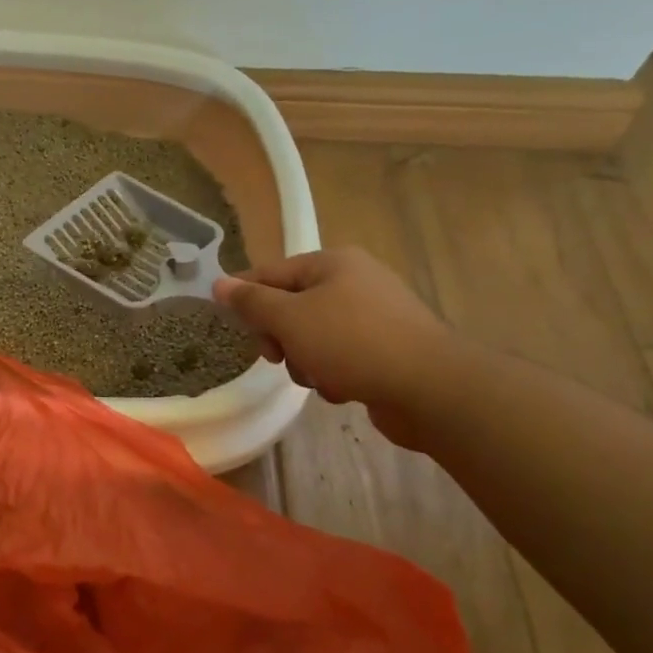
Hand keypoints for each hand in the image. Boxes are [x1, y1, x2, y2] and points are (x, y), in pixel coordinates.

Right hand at [215, 247, 454, 447]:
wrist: (432, 389)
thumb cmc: (352, 343)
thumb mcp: (290, 319)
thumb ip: (251, 301)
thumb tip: (219, 283)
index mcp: (332, 263)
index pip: (270, 273)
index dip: (245, 298)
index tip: (231, 327)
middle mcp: (355, 281)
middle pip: (292, 306)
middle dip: (280, 336)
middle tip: (278, 356)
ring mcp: (376, 316)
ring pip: (314, 336)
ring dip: (306, 361)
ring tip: (320, 378)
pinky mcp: (388, 349)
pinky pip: (342, 356)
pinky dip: (335, 373)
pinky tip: (343, 389)